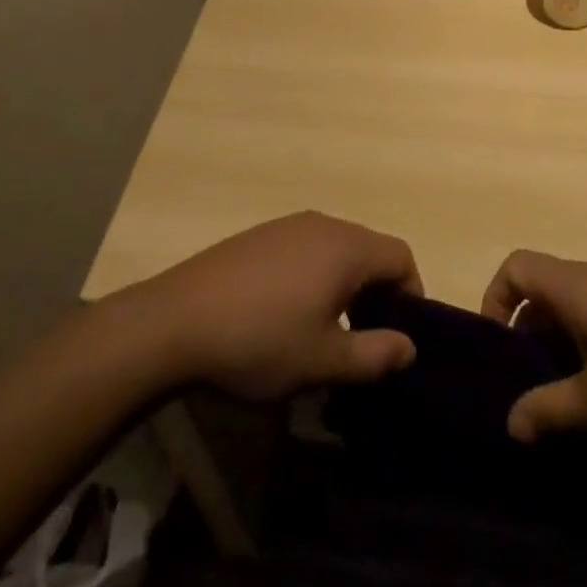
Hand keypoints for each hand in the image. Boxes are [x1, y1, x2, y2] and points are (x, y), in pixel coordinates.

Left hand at [129, 212, 422, 398]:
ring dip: (345, 284)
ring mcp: (286, 226)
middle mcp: (321, 224)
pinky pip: (305, 249)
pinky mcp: (259, 236)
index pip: (400, 256)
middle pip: (369, 249)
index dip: (412, 294)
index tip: (400, 336)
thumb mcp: (322, 362)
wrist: (174, 321)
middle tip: (366, 339)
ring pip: (336, 249)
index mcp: (345, 247)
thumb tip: (409, 346)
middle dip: (378, 291)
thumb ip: (374, 355)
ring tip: (327, 330)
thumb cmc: (259, 341)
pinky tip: (287, 313)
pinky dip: (315, 275)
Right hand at [481, 250, 586, 444]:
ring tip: (574, 393)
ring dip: (563, 340)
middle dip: (530, 332)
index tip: (500, 349)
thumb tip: (510, 422)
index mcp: (577, 285)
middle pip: (545, 286)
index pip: (516, 266)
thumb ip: (551, 411)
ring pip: (577, 302)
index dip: (496, 298)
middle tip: (533, 384)